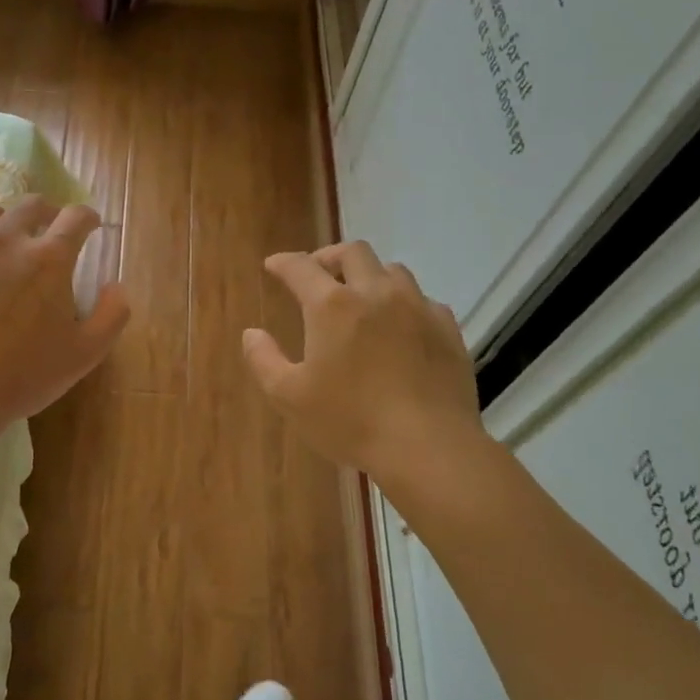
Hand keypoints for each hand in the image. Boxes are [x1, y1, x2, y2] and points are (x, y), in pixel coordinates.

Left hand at [0, 196, 128, 434]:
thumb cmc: (22, 376)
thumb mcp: (85, 354)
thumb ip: (112, 314)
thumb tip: (115, 286)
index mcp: (48, 258)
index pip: (76, 217)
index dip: (87, 218)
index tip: (89, 226)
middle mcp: (4, 239)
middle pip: (30, 204)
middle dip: (46, 212)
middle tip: (48, 230)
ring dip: (0, 219)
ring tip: (1, 239)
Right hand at [243, 242, 489, 485]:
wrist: (428, 446)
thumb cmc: (350, 421)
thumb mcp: (289, 397)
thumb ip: (263, 360)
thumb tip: (252, 333)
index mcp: (332, 306)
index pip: (301, 267)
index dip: (284, 263)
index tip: (274, 265)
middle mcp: (376, 293)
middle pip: (353, 252)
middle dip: (329, 257)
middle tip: (317, 274)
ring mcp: (417, 307)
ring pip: (392, 270)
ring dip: (369, 275)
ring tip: (360, 297)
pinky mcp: (447, 328)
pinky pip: (422, 300)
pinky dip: (403, 303)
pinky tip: (399, 326)